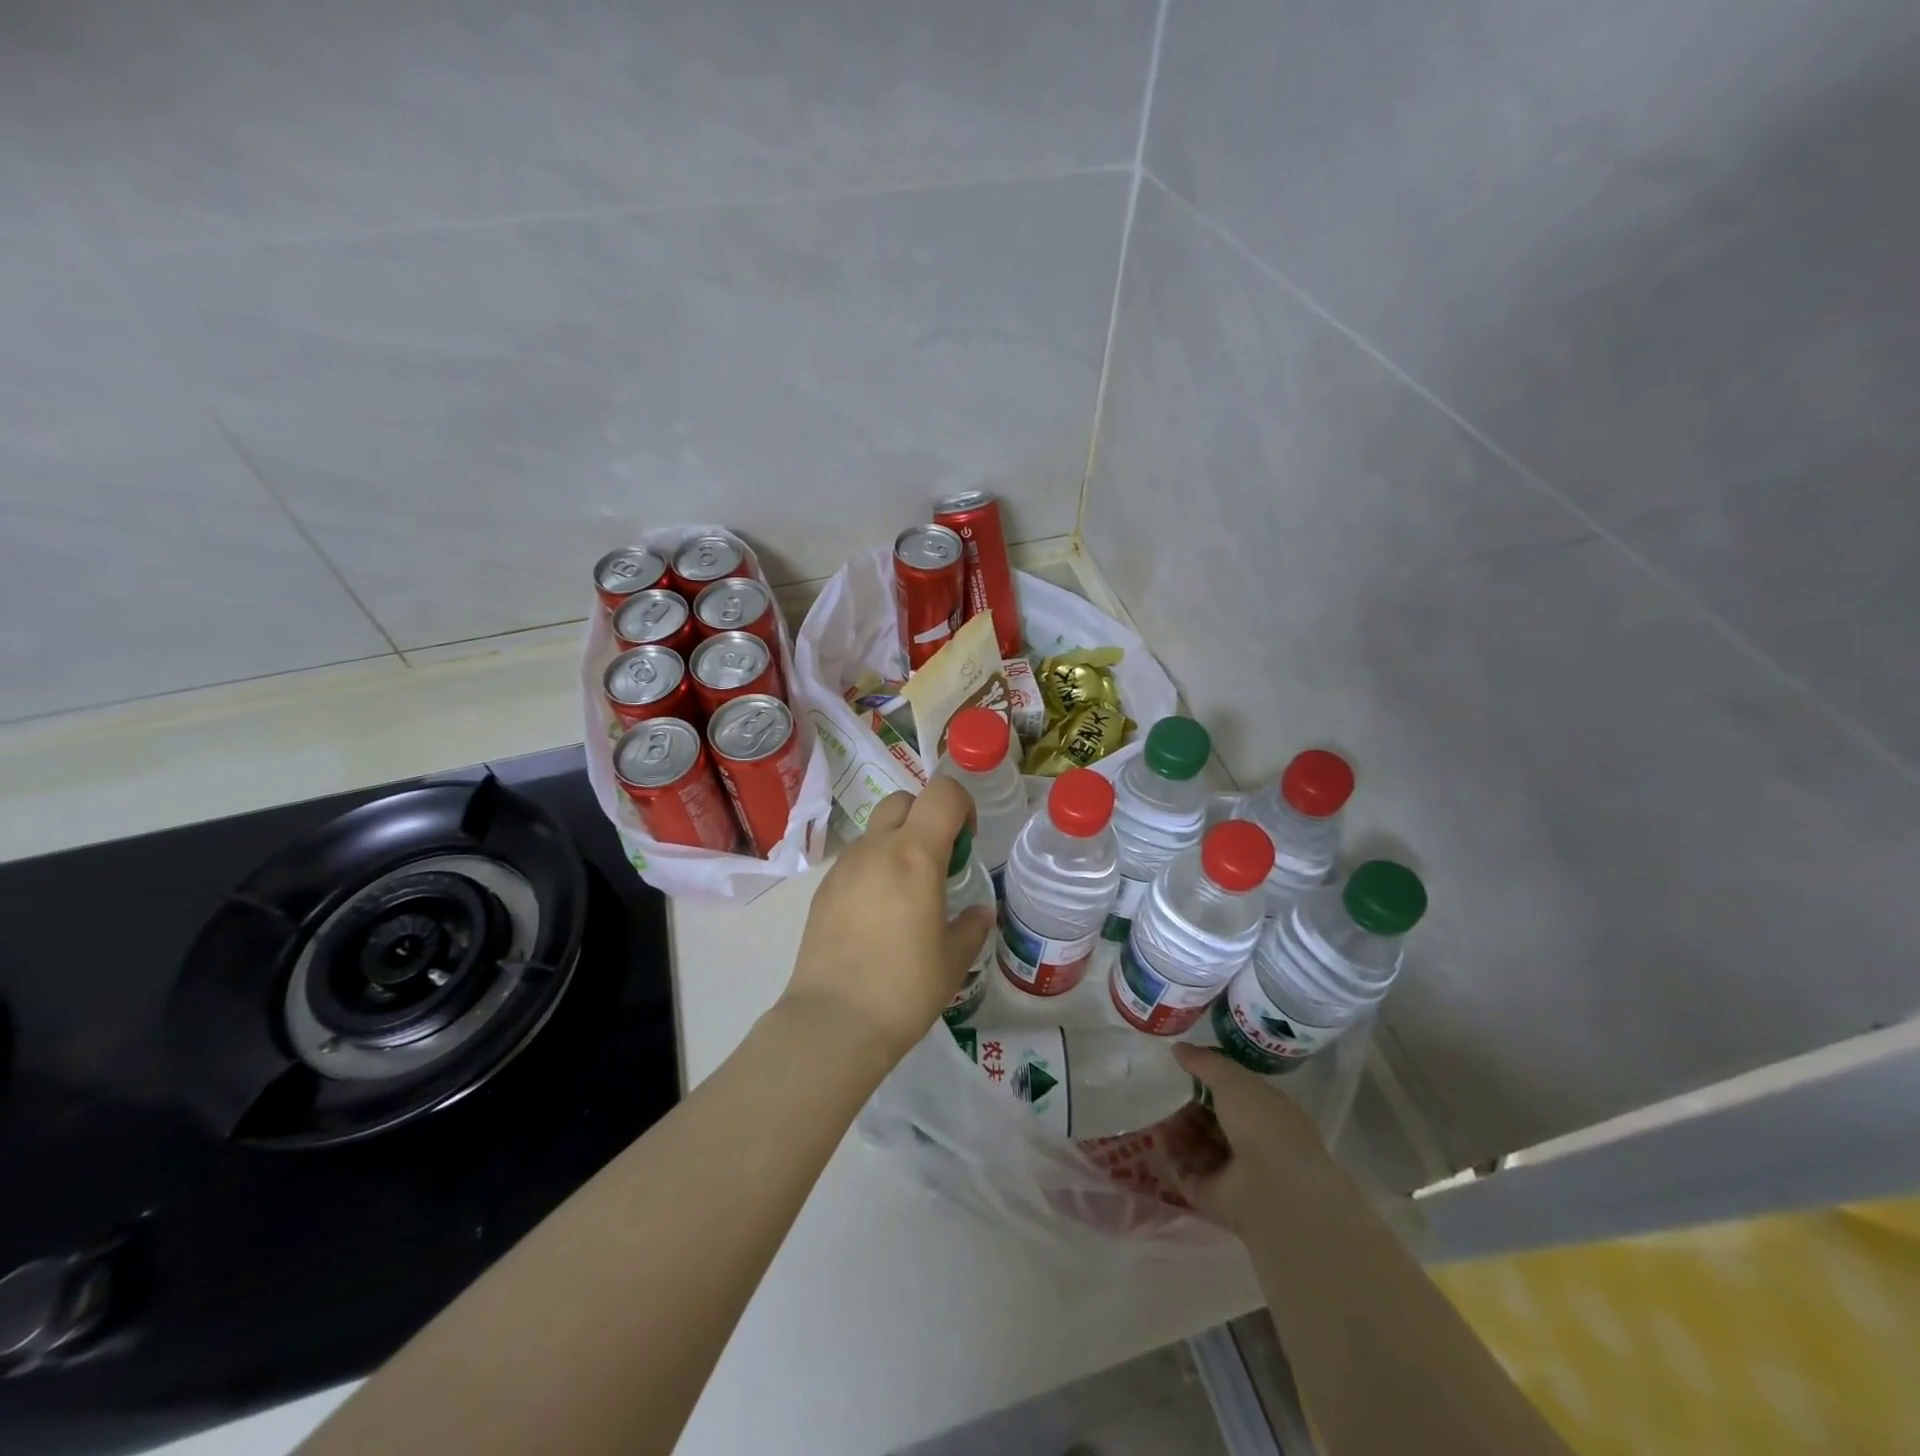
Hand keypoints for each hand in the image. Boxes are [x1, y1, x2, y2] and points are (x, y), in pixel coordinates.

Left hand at [780, 779, 995, 1065]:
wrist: (834, 1021)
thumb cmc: (905, 988)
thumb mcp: (954, 959)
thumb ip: (972, 926)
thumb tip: (979, 913)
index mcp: (916, 855)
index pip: (943, 793)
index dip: (962, 805)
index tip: (966, 843)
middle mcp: (877, 849)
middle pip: (903, 801)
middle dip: (926, 817)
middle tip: (938, 861)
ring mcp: (844, 867)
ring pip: (876, 830)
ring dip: (897, 843)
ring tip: (906, 894)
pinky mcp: (823, 889)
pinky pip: (855, 860)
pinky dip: (873, 868)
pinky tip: (877, 915)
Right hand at [1169, 1044, 1345, 1235]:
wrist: (1274, 1190)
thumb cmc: (1262, 1124)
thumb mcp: (1233, 1079)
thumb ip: (1204, 1062)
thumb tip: (1177, 1048)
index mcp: (1267, 1116)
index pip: (1235, 1097)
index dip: (1209, 1083)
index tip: (1182, 1070)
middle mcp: (1253, 1146)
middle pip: (1212, 1123)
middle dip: (1188, 1108)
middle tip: (1163, 1093)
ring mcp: (1233, 1175)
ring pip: (1198, 1147)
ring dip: (1177, 1130)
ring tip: (1155, 1113)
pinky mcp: (1213, 1198)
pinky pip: (1185, 1171)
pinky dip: (1170, 1154)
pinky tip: (1155, 1136)